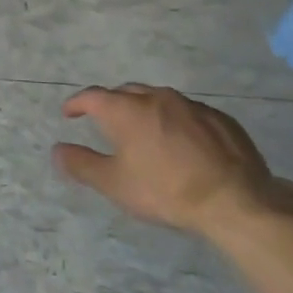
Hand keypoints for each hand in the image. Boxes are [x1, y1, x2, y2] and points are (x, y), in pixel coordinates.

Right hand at [54, 84, 276, 234]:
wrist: (235, 200)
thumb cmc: (166, 190)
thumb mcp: (115, 184)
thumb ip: (81, 164)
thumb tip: (56, 150)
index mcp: (126, 110)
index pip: (92, 96)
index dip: (77, 103)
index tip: (69, 113)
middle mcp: (156, 97)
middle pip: (126, 92)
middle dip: (111, 103)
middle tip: (106, 122)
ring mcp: (191, 105)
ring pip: (159, 99)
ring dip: (145, 110)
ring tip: (144, 131)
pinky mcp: (219, 118)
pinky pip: (188, 112)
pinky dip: (176, 121)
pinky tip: (181, 143)